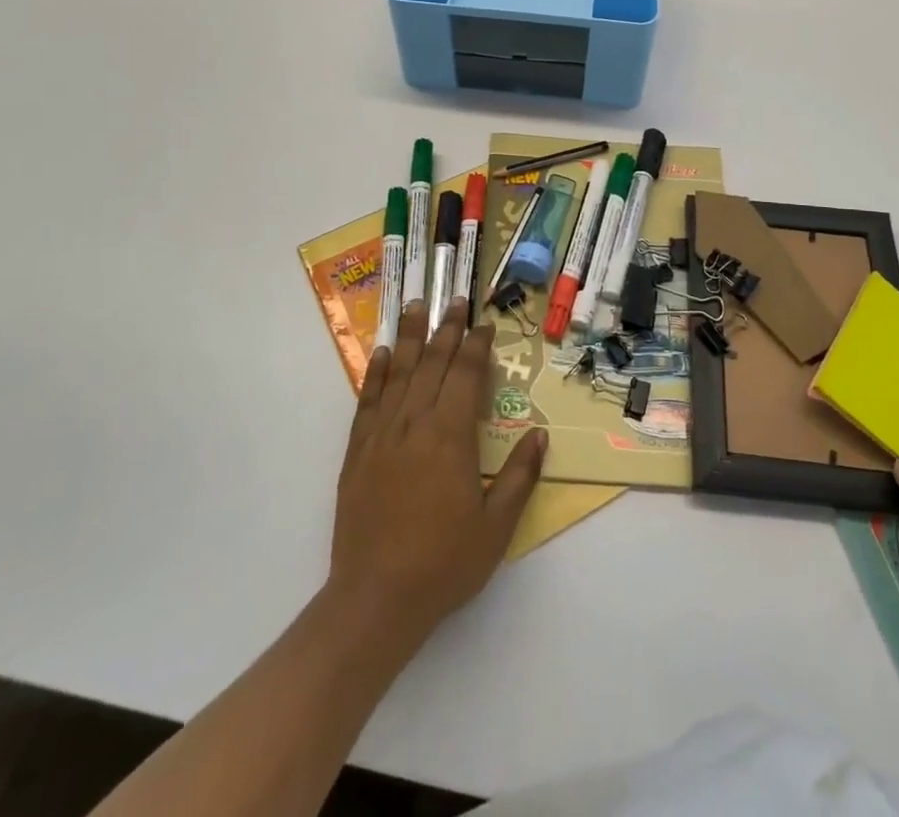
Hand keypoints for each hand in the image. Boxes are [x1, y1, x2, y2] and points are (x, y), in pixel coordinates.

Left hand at [331, 300, 547, 645]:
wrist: (375, 598)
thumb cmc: (443, 563)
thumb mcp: (496, 527)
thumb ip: (519, 476)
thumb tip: (540, 434)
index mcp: (451, 437)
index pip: (466, 376)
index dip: (476, 346)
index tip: (484, 324)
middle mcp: (415, 424)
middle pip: (433, 364)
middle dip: (447, 330)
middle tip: (456, 300)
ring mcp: (382, 435)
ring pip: (400, 373)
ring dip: (412, 337)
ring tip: (418, 306)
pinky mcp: (357, 451)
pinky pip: (368, 401)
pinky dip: (376, 373)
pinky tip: (384, 353)